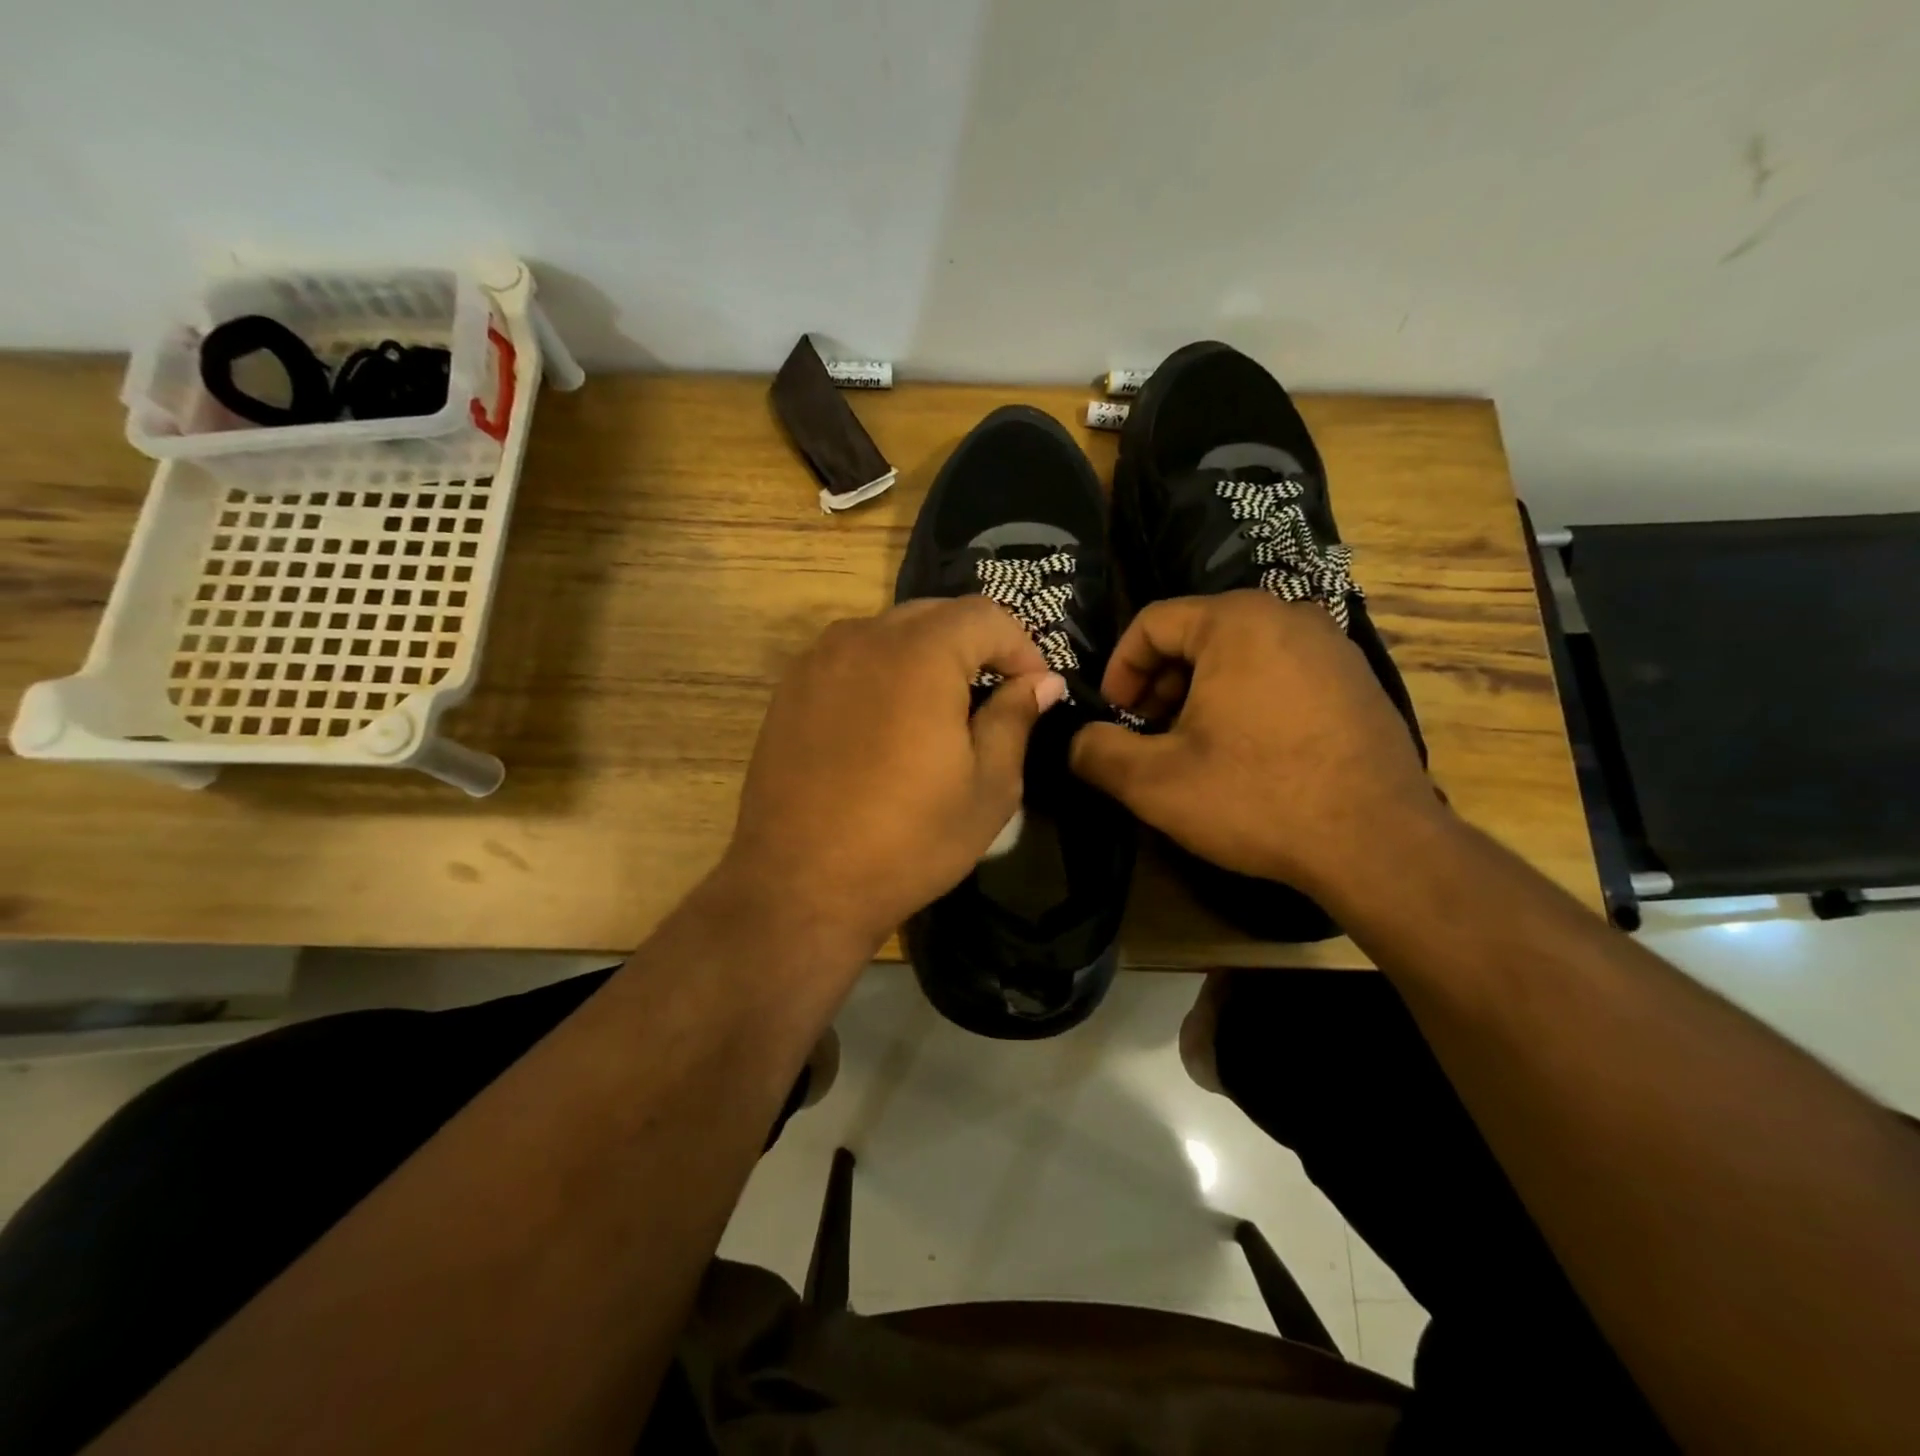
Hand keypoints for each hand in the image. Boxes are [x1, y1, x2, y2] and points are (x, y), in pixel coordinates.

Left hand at [719, 597, 1065, 954]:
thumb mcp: (988, 788)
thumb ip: (1015, 718)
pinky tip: (889, 722)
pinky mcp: (790, 689)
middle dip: (975, 646)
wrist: (799, 885)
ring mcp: (818, 660)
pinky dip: (884, 671)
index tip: (1035, 689)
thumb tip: (1041, 682)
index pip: (985, 615)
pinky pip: (852, 657)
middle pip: (936, 615)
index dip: (1021, 646)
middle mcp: (864, 638)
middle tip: (995, 695)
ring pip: (890, 632)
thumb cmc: (908, 841)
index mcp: (919, 654)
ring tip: (942, 709)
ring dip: (928, 655)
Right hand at [1069, 591, 1437, 895]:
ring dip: (1200, 696)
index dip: (1119, 670)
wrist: (1378, 845)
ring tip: (1194, 750)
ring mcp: (1332, 647)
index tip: (1114, 718)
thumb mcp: (1154, 781)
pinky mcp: (1357, 682)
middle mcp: (1289, 616)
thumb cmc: (1257, 797)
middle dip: (1160, 685)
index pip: (1152, 623)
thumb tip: (1076, 741)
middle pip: (1196, 636)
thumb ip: (1096, 752)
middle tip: (1150, 737)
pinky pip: (1280, 674)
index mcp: (1237, 621)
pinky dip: (1246, 702)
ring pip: (1239, 656)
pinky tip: (1247, 756)